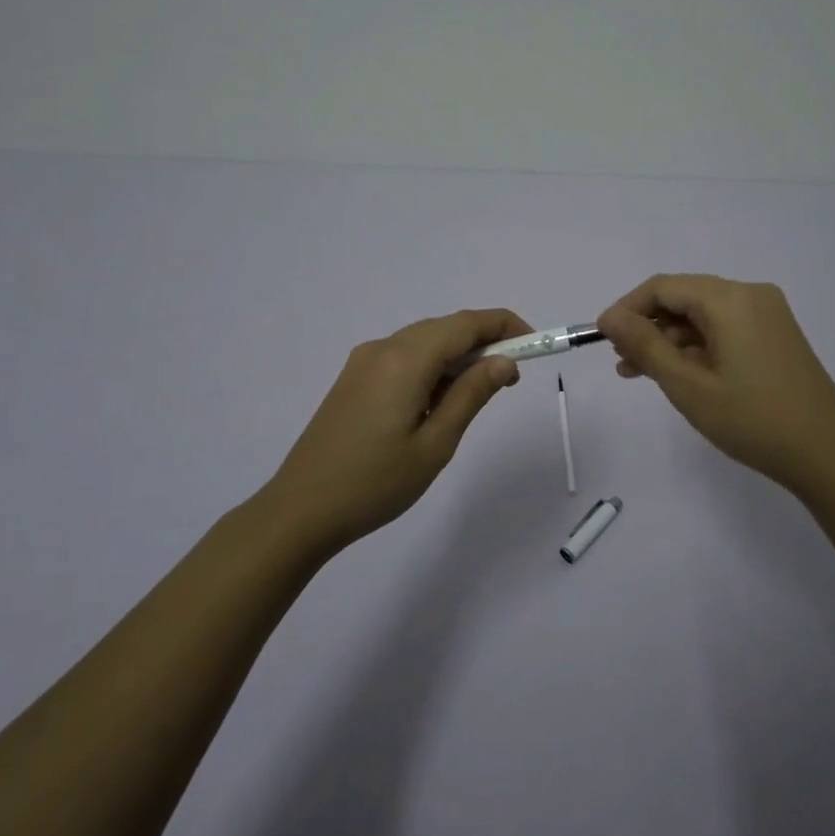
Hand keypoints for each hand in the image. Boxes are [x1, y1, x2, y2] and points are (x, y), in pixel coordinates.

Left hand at [260, 309, 529, 553]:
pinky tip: (438, 400)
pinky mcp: (353, 379)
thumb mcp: (436, 443)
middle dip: (484, 342)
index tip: (534, 343)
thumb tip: (504, 362)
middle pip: (444, 328)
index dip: (504, 326)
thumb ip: (472, 394)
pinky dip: (431, 366)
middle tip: (512, 377)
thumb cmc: (375, 483)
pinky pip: (403, 357)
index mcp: (405, 359)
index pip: (466, 324)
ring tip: (479, 392)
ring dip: (457, 355)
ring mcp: (363, 362)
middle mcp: (383, 348)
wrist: (300, 510)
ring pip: (423, 341)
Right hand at [597, 274, 834, 494]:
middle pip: (684, 298)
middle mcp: (751, 295)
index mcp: (730, 299)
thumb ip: (645, 346)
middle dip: (648, 326)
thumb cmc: (752, 420)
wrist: (828, 454)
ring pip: (703, 315)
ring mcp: (768, 315)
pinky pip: (725, 328)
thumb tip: (610, 317)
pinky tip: (679, 373)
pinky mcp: (776, 335)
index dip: (628, 309)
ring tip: (642, 373)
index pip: (664, 287)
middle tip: (622, 362)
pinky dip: (698, 347)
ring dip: (671, 340)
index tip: (602, 338)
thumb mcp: (688, 385)